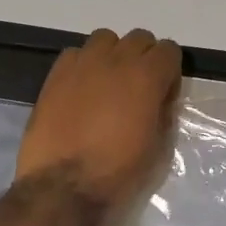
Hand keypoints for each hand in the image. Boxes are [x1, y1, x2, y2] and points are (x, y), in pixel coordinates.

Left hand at [16, 28, 182, 215]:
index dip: (169, 71)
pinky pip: (76, 53)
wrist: (63, 186)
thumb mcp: (158, 147)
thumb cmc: (118, 172)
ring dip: (112, 55)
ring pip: (105, 39)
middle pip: (139, 39)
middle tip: (137, 88)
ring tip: (107, 83)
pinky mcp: (56, 73)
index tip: (163, 93)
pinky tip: (81, 89)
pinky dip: (84, 64)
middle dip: (143, 58)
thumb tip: (158, 99)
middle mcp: (117, 60)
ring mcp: (83, 63)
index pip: (169, 50)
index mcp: (147, 76)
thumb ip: (163, 112)